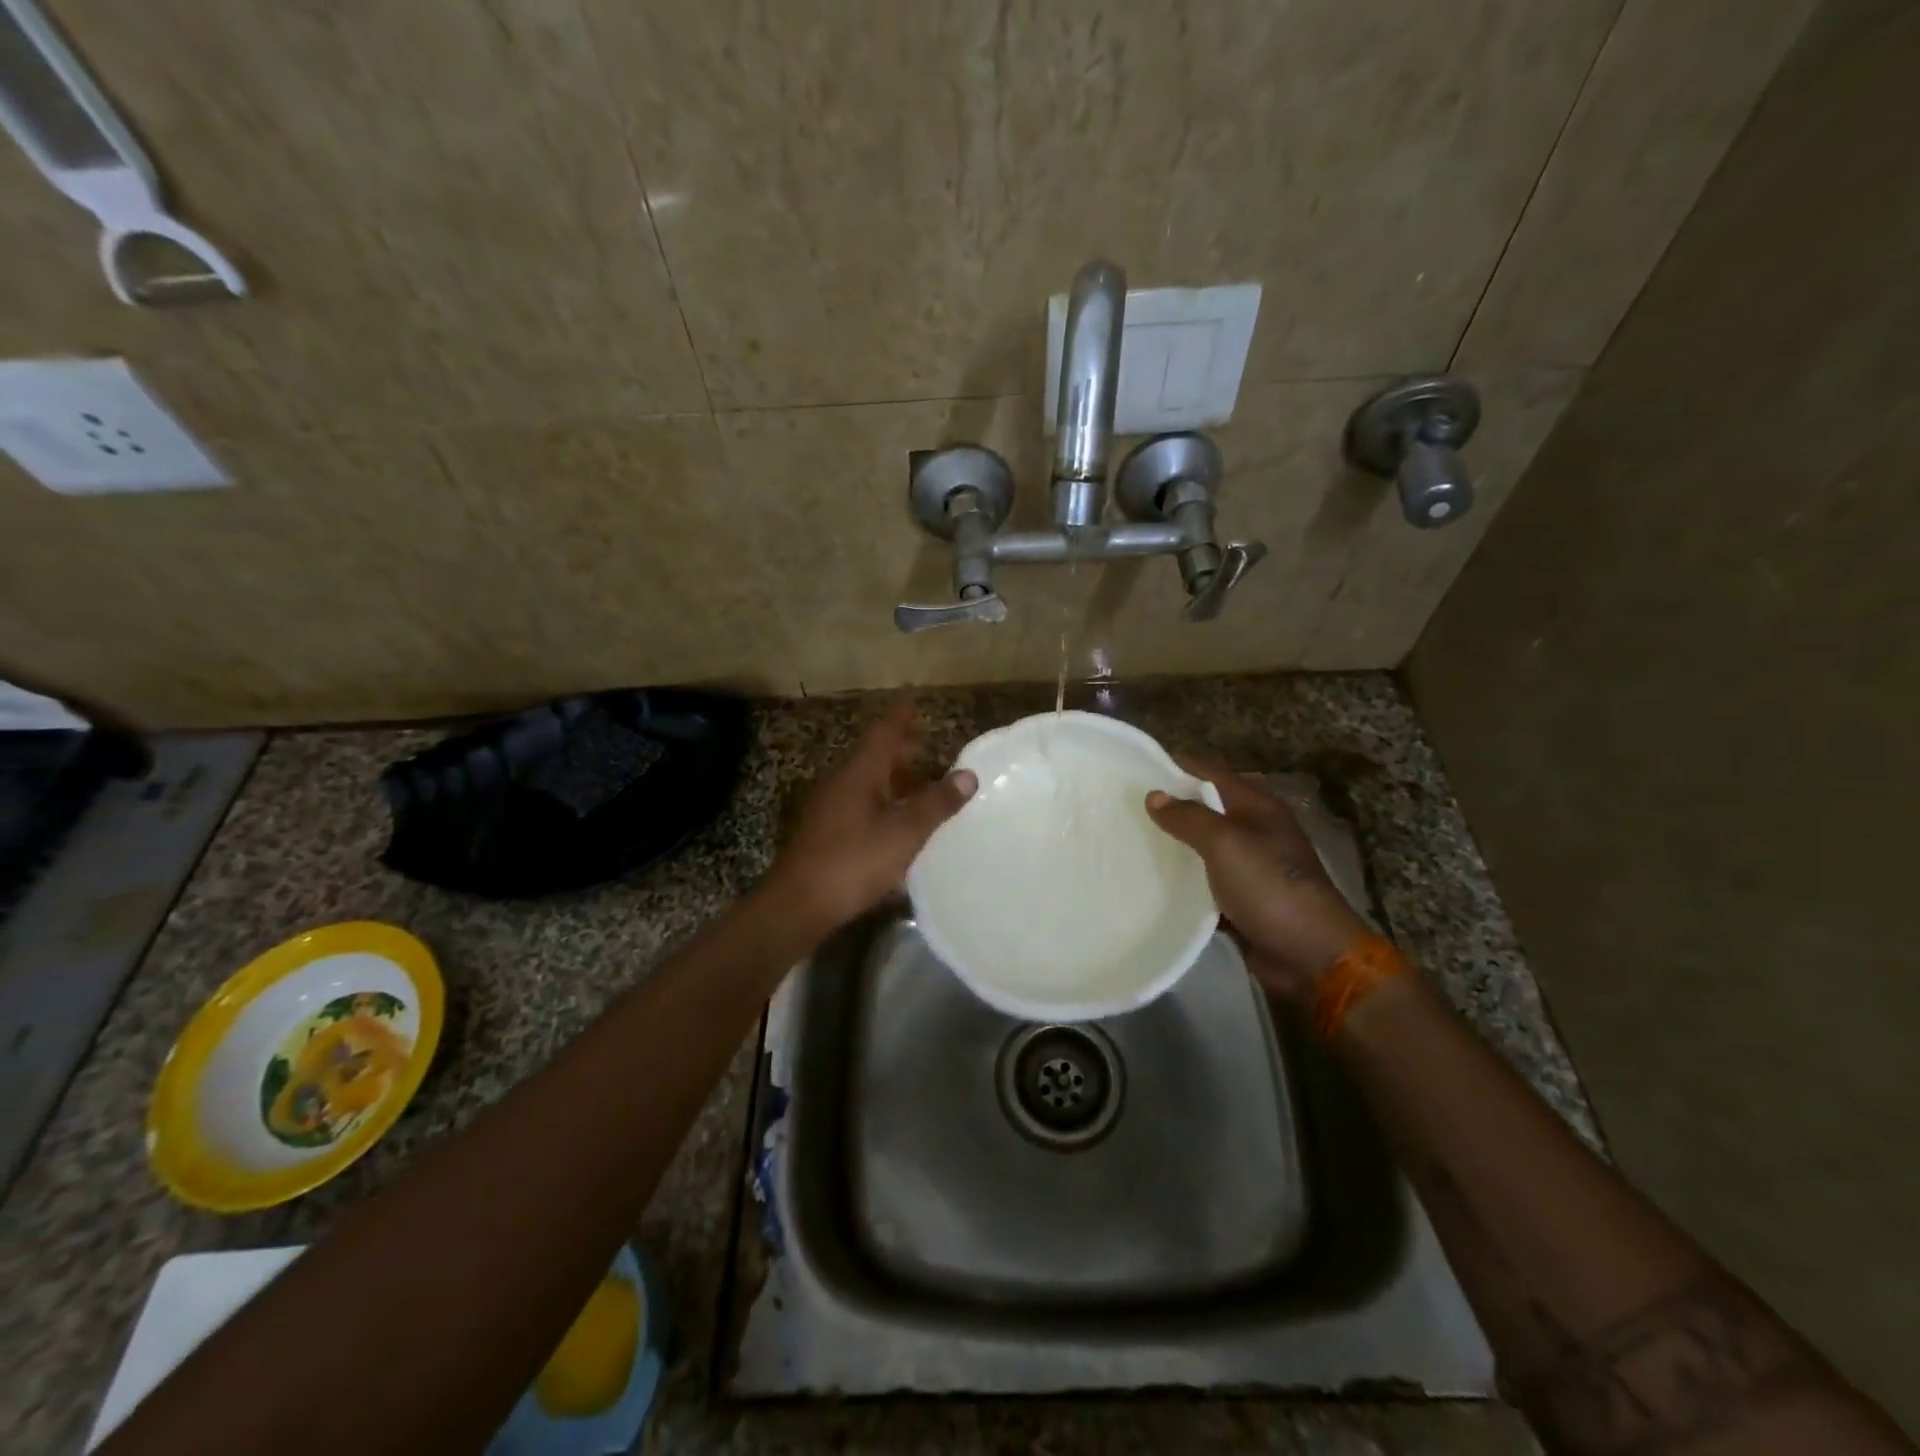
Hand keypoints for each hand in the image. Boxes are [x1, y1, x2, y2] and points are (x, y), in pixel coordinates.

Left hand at [763, 700, 976, 935]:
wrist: (799, 903)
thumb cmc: (854, 861)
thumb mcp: (904, 833)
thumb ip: (936, 803)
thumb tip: (968, 774)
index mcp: (859, 772)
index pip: (884, 732)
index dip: (901, 714)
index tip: (914, 695)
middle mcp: (841, 781)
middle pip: (874, 754)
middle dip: (900, 746)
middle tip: (926, 741)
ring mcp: (829, 806)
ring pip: (867, 780)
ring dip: (893, 776)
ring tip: (920, 782)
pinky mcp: (825, 831)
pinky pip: (860, 802)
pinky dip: (884, 799)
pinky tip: (897, 820)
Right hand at [1145, 756, 1371, 1000]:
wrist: (1310, 956)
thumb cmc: (1271, 888)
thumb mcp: (1227, 844)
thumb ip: (1189, 817)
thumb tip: (1154, 796)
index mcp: (1256, 806)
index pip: (1209, 772)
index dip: (1175, 766)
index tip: (1133, 767)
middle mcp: (1252, 829)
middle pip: (1202, 807)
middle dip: (1167, 805)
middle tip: (1121, 805)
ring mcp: (1246, 865)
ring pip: (1199, 845)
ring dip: (1170, 843)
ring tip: (1127, 838)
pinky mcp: (1237, 897)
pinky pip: (1201, 879)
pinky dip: (1179, 877)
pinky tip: (1148, 878)